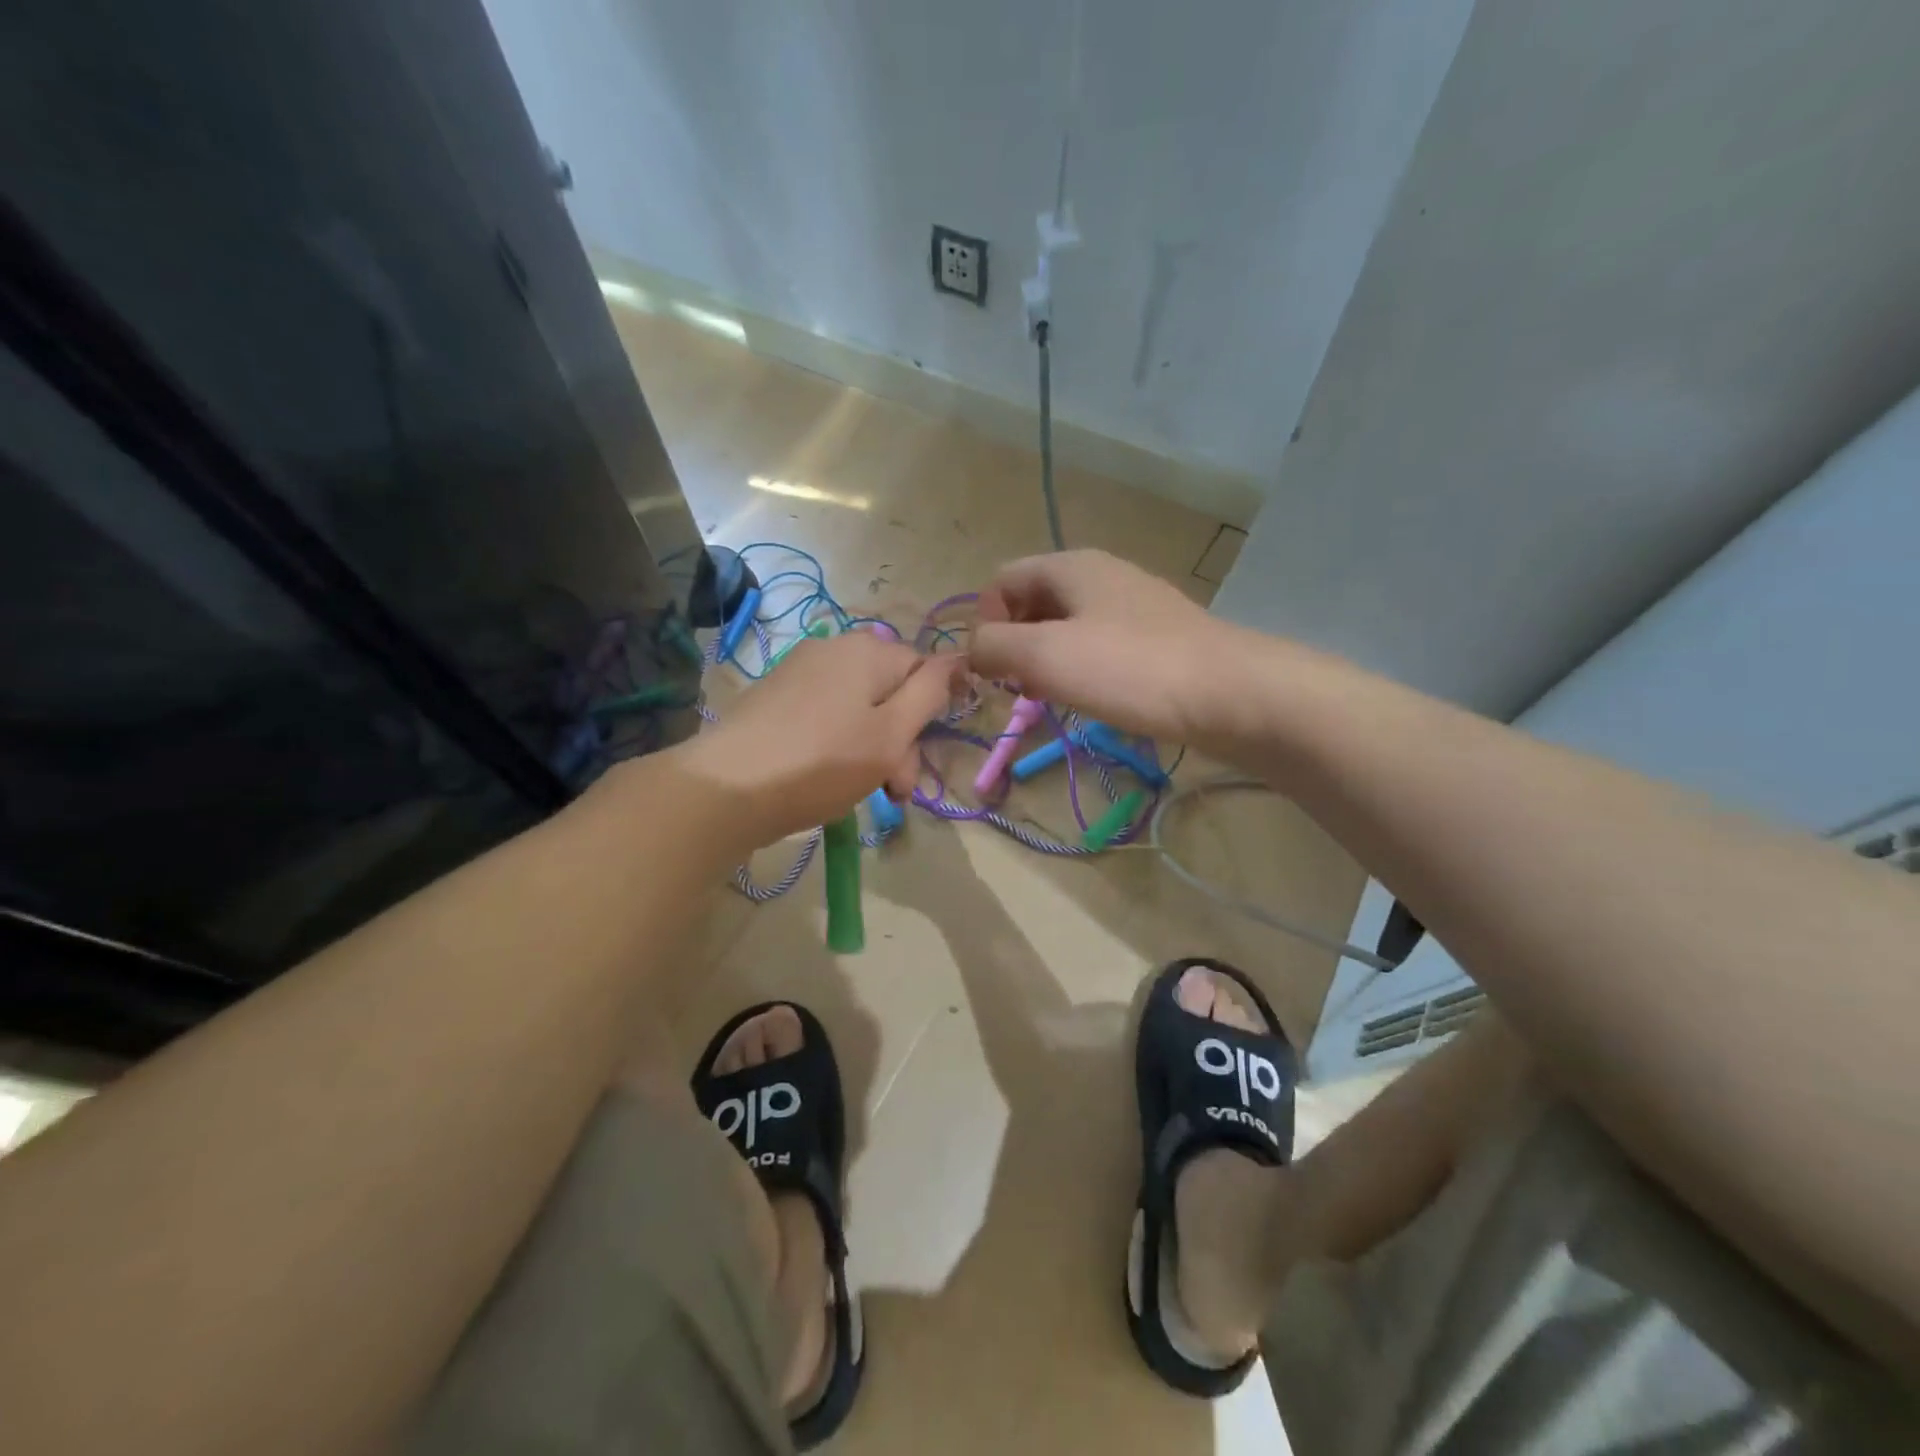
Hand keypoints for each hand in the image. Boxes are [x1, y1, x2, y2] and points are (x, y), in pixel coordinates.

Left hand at [672, 630, 961, 847]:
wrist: (727, 788)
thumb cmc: (822, 762)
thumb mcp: (891, 733)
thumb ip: (930, 693)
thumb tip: (958, 658)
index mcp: (868, 649)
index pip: (923, 670)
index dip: (930, 716)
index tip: (919, 764)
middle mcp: (834, 647)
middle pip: (889, 691)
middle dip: (899, 742)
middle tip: (893, 792)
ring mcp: (799, 670)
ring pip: (857, 708)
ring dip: (871, 749)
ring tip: (862, 793)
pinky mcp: (775, 696)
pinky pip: (825, 714)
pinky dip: (837, 744)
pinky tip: (826, 778)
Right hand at [970, 550, 1236, 745]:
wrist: (1230, 694)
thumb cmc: (1129, 669)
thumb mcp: (1045, 656)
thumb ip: (994, 647)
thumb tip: (974, 650)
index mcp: (1070, 567)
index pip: (1001, 580)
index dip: (986, 622)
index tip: (994, 669)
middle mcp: (1100, 575)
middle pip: (1033, 602)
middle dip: (1014, 644)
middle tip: (1019, 688)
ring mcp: (1132, 606)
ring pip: (1066, 627)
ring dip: (1045, 662)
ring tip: (1051, 699)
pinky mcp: (1155, 638)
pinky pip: (1099, 646)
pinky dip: (1081, 669)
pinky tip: (1091, 699)